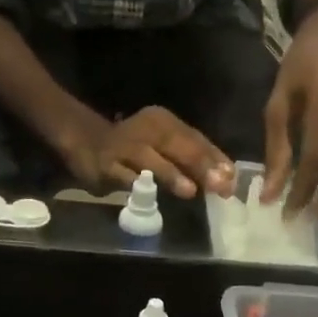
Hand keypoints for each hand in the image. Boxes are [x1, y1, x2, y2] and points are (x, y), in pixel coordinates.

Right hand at [58, 106, 235, 199]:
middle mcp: (147, 129)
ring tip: (190, 191)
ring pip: (150, 160)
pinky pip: (122, 175)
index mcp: (165, 122)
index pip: (195, 139)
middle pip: (177, 146)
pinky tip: (148, 194)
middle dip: (200, 166)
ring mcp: (125, 146)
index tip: (232, 178)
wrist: (85, 140)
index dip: (215, 159)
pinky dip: (135, 184)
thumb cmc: (134, 147)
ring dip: (170, 174)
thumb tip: (225, 177)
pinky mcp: (105, 164)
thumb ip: (192, 159)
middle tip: (219, 185)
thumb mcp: (164, 146)